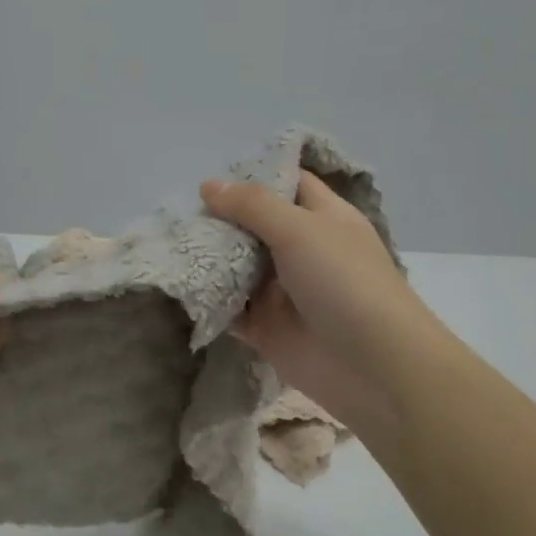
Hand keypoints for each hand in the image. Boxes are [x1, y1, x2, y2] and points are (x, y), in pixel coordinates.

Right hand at [200, 170, 420, 429]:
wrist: (370, 364)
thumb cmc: (343, 282)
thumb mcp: (300, 229)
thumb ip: (252, 205)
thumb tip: (208, 185)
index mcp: (322, 218)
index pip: (287, 184)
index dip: (254, 174)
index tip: (210, 170)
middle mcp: (301, 250)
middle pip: (254, 226)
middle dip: (219, 218)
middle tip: (174, 210)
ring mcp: (282, 291)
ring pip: (237, 267)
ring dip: (207, 258)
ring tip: (165, 242)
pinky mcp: (265, 327)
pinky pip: (230, 308)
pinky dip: (207, 300)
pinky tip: (175, 286)